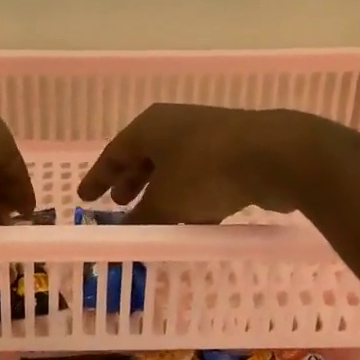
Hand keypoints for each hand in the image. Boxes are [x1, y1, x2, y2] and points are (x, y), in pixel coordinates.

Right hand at [76, 104, 323, 222]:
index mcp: (150, 127)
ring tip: (154, 217)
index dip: (98, 177)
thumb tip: (126, 235)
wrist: (274, 156)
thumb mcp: (166, 202)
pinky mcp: (234, 151)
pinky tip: (193, 220)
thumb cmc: (205, 172)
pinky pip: (201, 175)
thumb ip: (143, 220)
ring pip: (174, 167)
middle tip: (118, 204)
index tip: (85, 197)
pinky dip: (190, 196)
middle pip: (144, 157)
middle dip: (131, 182)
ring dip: (161, 192)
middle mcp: (175, 125)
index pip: (114, 153)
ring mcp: (207, 135)